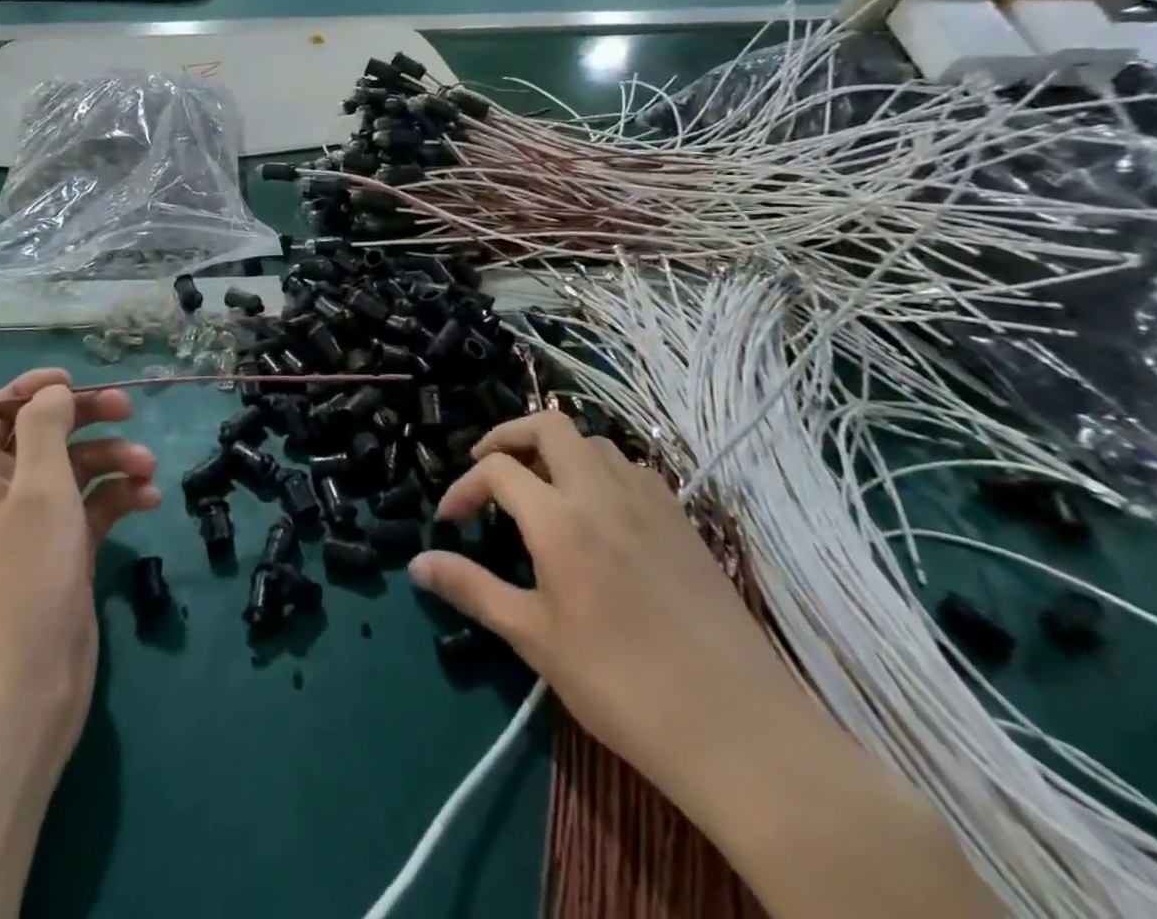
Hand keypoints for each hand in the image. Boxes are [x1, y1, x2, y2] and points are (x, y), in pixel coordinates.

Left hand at [0, 368, 159, 766]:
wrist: (26, 690)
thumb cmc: (26, 578)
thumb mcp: (38, 490)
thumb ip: (46, 429)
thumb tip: (53, 391)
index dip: (32, 390)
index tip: (75, 381)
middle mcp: (1, 497)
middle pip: (44, 436)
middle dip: (86, 418)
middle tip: (129, 409)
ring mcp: (34, 528)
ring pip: (75, 471)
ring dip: (112, 460)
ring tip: (148, 469)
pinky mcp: (63, 555)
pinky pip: (92, 509)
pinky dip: (119, 498)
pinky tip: (149, 501)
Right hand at [408, 411, 803, 813]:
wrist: (739, 730)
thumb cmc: (621, 685)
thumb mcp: (534, 638)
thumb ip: (472, 589)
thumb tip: (417, 563)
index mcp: (560, 518)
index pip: (497, 469)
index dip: (464, 487)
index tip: (451, 521)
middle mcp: (602, 492)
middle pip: (548, 425)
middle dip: (508, 436)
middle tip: (488, 468)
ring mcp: (650, 502)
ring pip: (594, 442)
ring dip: (557, 450)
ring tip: (541, 489)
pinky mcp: (683, 522)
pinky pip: (633, 469)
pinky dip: (601, 470)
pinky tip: (599, 512)